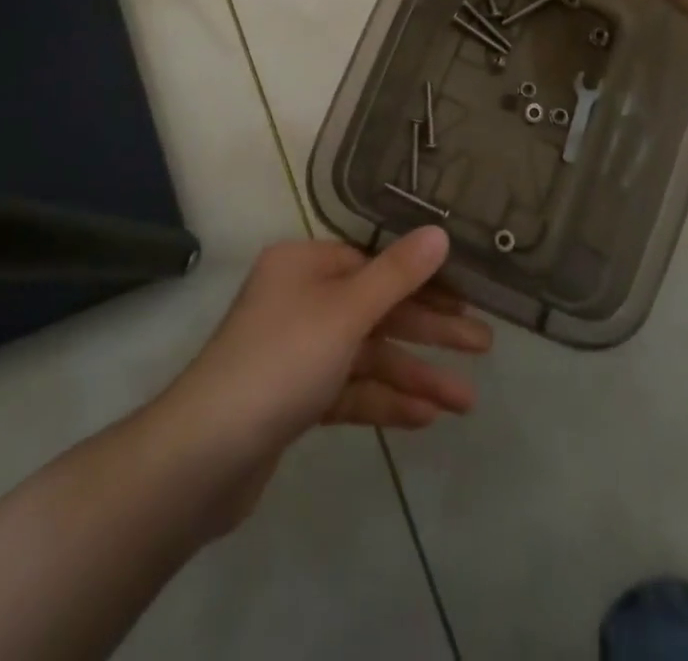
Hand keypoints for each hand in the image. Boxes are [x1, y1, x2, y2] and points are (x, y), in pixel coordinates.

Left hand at [166, 229, 489, 467]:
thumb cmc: (281, 362)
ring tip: (466, 402)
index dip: (423, 280)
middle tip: (483, 345)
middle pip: (376, 309)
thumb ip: (397, 274)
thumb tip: (439, 232)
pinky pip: (349, 390)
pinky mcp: (294, 400)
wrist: (204, 456)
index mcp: (305, 265)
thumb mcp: (346, 312)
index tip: (468, 296)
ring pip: (367, 355)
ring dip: (414, 375)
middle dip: (429, 330)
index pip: (375, 263)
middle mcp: (299, 299)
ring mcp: (296, 351)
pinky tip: (426, 418)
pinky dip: (384, 400)